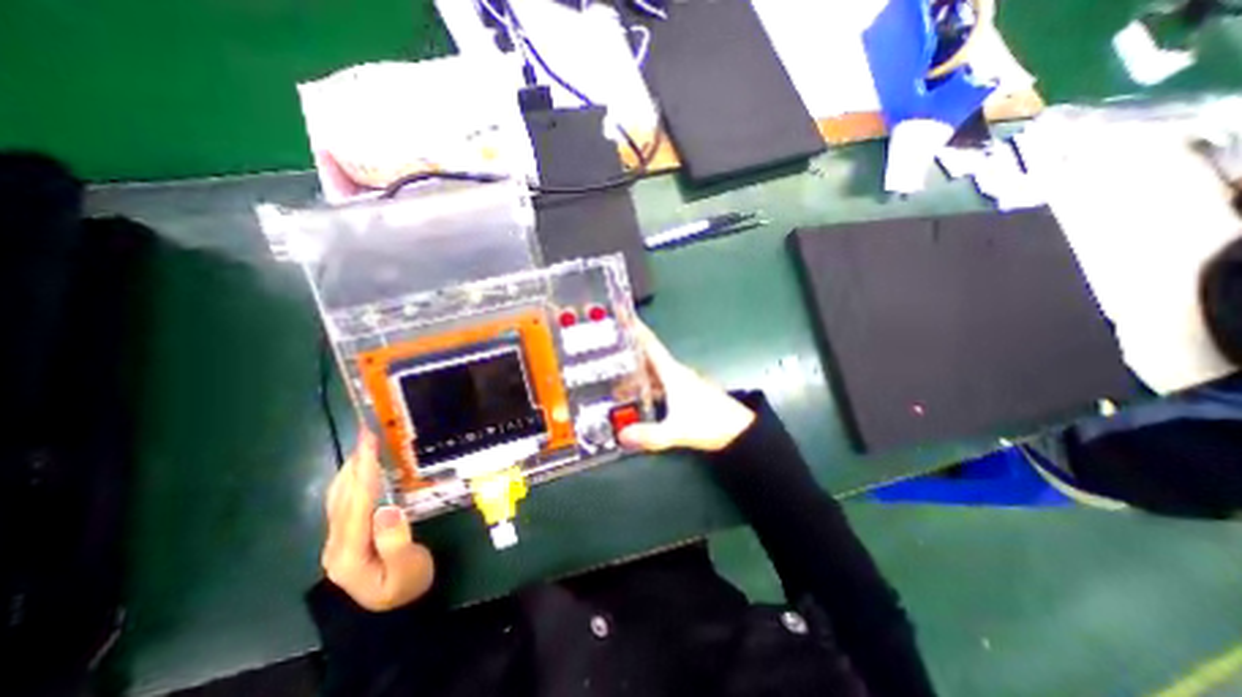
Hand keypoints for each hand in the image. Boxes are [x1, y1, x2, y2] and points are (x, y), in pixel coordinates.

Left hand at [320, 434, 436, 612]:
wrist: (396, 610)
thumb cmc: (407, 586)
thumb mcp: (407, 569)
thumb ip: (395, 541)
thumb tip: (387, 509)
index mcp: (348, 553)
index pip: (356, 503)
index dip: (364, 470)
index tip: (371, 441)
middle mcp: (335, 544)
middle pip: (342, 495)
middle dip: (356, 461)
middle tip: (371, 431)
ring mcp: (338, 540)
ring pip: (339, 496)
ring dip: (353, 466)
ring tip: (369, 442)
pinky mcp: (346, 535)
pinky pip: (346, 500)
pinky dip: (354, 478)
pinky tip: (365, 467)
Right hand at [618, 320, 758, 452]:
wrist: (740, 431)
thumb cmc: (710, 422)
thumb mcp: (677, 431)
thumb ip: (649, 435)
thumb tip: (621, 436)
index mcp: (673, 372)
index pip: (650, 344)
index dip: (635, 328)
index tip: (621, 314)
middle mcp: (676, 373)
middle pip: (648, 356)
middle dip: (628, 350)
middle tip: (606, 347)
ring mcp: (681, 383)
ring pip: (653, 371)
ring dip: (635, 371)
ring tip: (614, 377)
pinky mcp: (685, 393)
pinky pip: (659, 383)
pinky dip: (646, 385)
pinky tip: (637, 396)